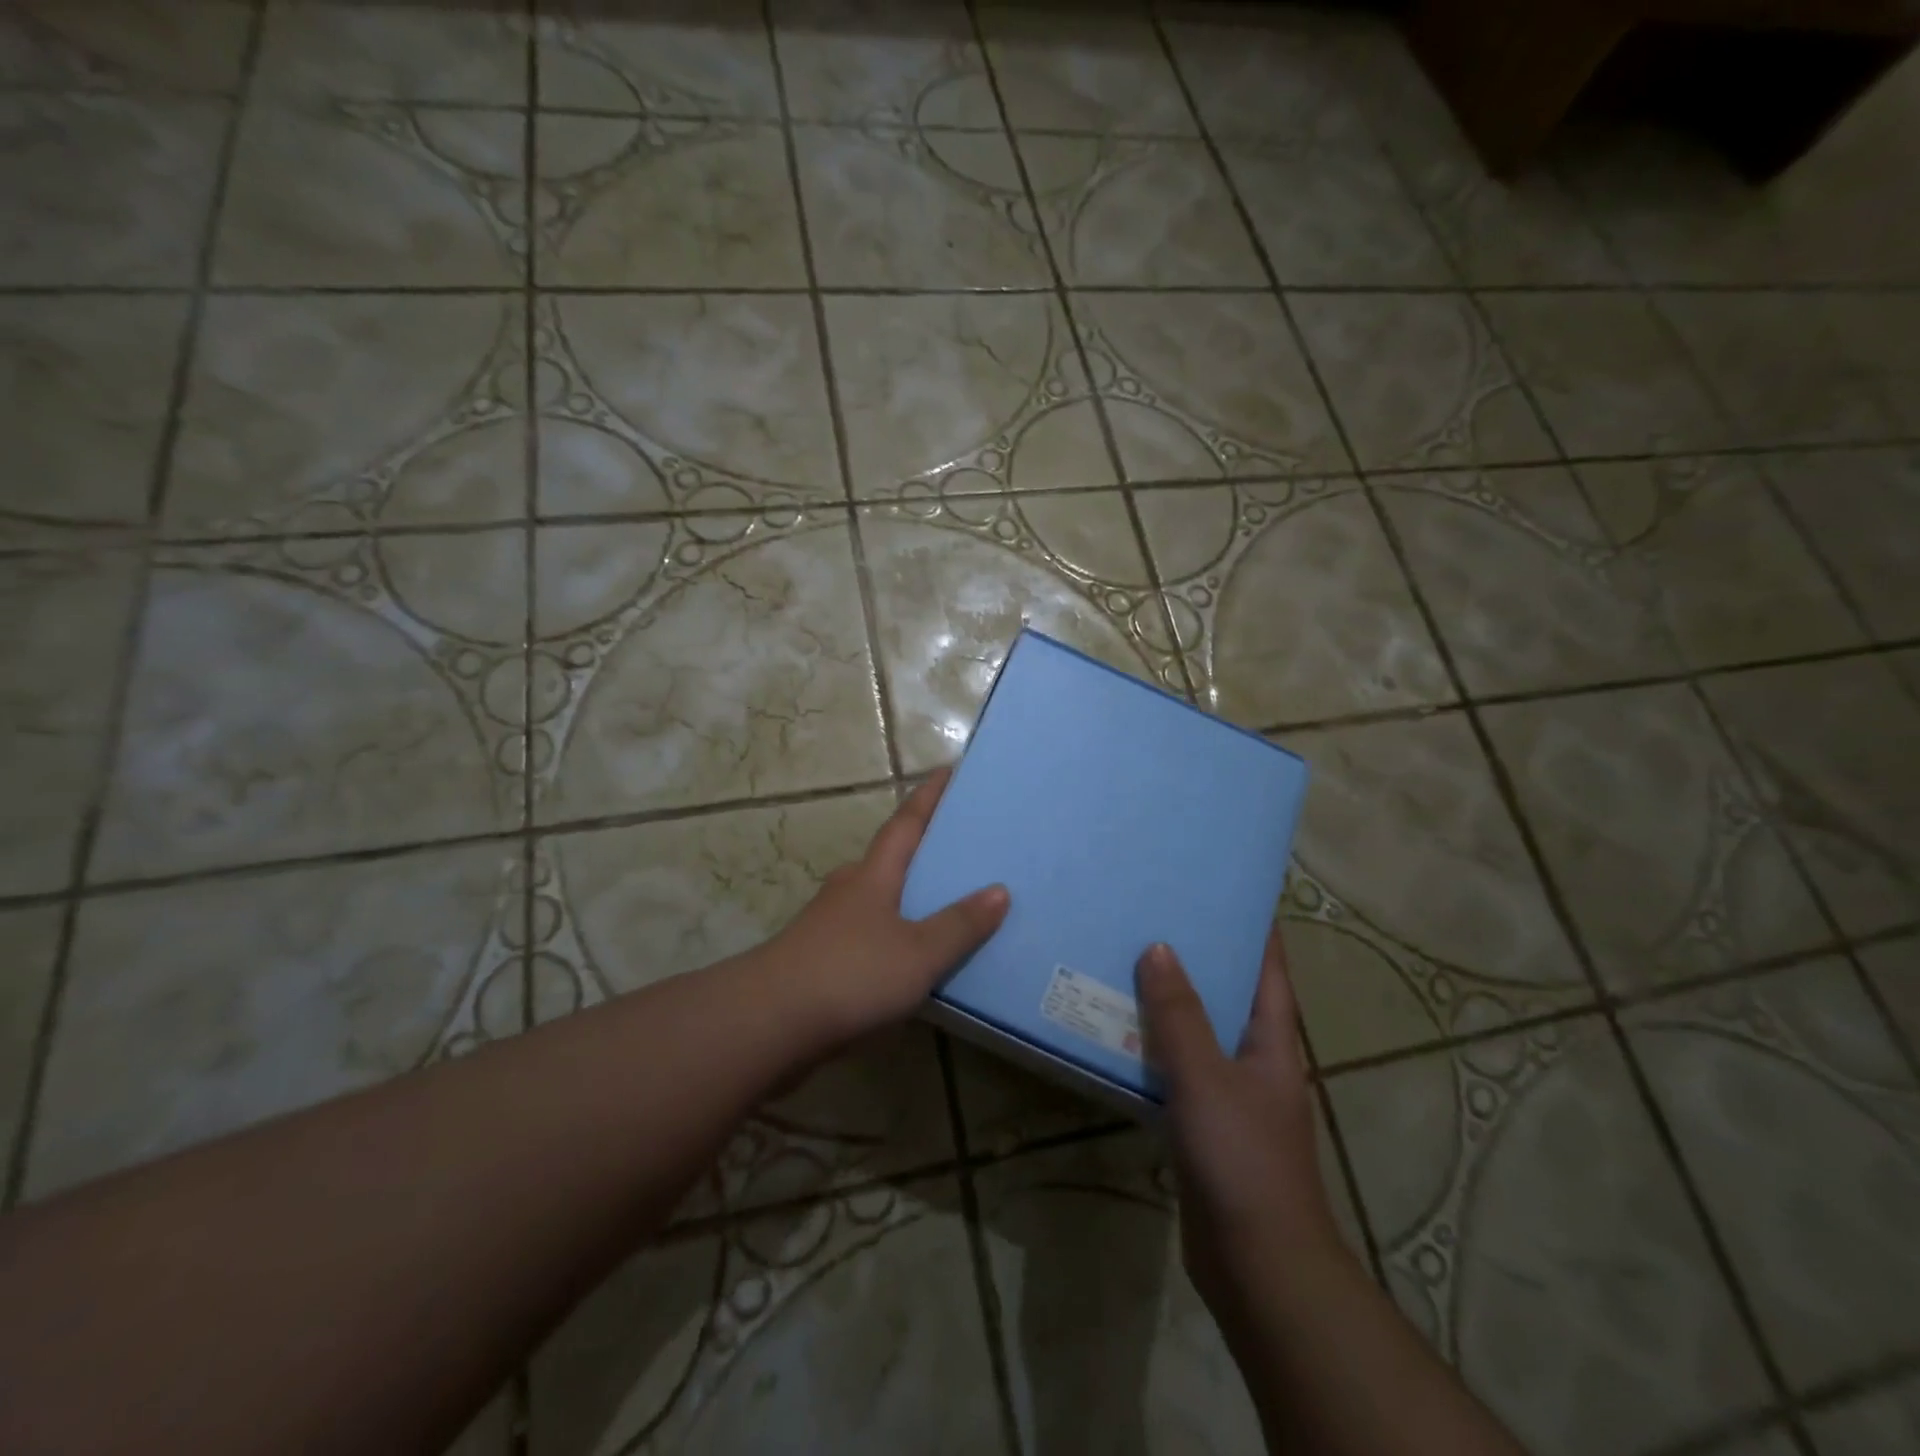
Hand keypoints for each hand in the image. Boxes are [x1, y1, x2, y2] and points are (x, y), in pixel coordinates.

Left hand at [765, 768, 1010, 1043]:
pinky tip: (910, 953)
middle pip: (890, 857)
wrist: (771, 1022)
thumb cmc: (850, 974)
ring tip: (944, 900)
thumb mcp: (919, 953)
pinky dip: (894, 931)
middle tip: (960, 844)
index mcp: (873, 875)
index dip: (928, 797)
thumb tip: (1000, 890)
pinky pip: (869, 931)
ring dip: (906, 893)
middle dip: (921, 847)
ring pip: (878, 896)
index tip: (947, 770)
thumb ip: (960, 925)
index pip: (906, 823)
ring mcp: (830, 922)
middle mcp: (849, 888)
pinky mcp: (821, 956)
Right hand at [1136, 927, 1344, 1317]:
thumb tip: (1158, 949)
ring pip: (1199, 1034)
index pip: (1269, 970)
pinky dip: (1154, 1050)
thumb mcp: (1206, 1077)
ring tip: (1127, 962)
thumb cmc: (1242, 1158)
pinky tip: (1119, 1034)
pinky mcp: (1206, 1127)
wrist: (1258, 1265)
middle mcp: (1257, 1062)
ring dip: (1171, 1004)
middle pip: (1229, 996)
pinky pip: (1178, 1072)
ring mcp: (1232, 1096)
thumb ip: (1179, 1015)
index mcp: (1273, 1042)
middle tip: (1155, 917)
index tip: (1226, 891)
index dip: (1255, 929)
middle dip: (1199, 958)